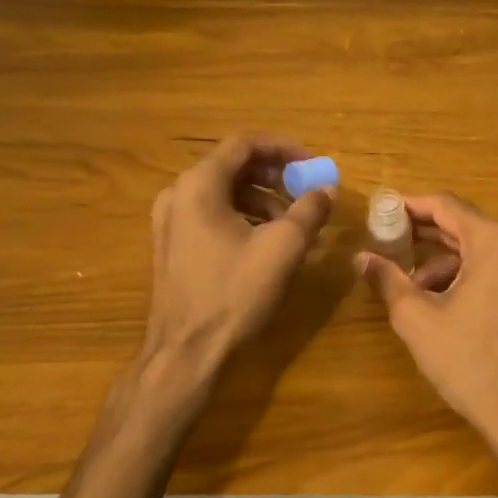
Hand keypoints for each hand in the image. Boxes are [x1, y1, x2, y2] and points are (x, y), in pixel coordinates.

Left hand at [136, 134, 333, 411]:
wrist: (185, 353)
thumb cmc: (234, 293)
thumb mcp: (283, 248)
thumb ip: (309, 210)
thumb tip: (327, 189)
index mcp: (199, 185)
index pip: (244, 144)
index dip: (283, 148)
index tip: (312, 163)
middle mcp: (178, 194)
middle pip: (232, 166)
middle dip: (275, 175)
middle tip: (306, 191)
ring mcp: (170, 222)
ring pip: (224, 192)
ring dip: (262, 199)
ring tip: (293, 223)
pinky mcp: (172, 246)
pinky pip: (212, 214)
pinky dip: (244, 217)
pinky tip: (268, 242)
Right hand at [356, 194, 497, 460]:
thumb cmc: (467, 360)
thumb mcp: (417, 318)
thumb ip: (388, 279)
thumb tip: (361, 257)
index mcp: (493, 241)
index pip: (446, 206)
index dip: (411, 205)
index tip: (384, 210)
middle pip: (465, 225)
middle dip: (425, 233)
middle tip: (389, 240)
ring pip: (480, 250)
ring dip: (445, 261)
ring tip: (413, 288)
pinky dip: (468, 275)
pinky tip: (444, 303)